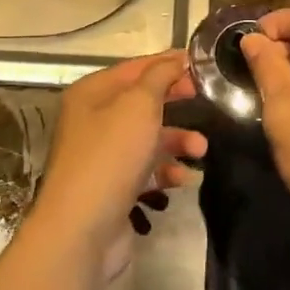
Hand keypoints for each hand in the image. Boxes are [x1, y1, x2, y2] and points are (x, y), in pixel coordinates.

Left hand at [31, 51, 206, 274]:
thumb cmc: (111, 155)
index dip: (167, 64)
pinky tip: (184, 178)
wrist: (82, 229)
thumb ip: (160, 77)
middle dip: (175, 103)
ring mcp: (102, 156)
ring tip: (201, 150)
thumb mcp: (138, 105)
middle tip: (206, 102)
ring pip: (147, 138)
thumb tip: (175, 60)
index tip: (201, 65)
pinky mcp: (113, 187)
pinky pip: (146, 170)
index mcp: (92, 93)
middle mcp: (93, 120)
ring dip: (177, 141)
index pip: (135, 68)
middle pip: (142, 103)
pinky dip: (166, 171)